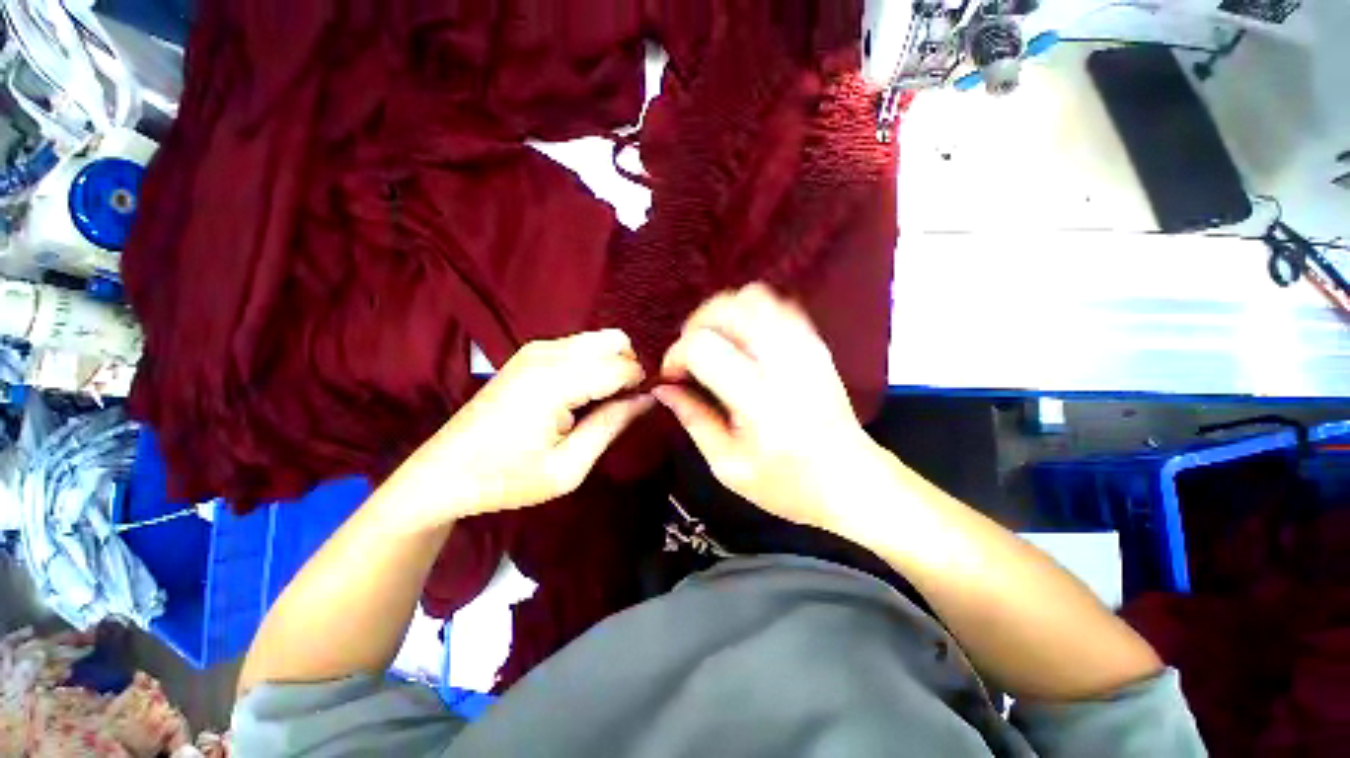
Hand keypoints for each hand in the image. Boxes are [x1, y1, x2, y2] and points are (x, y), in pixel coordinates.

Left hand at [403, 329, 652, 523]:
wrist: (444, 472)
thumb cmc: (508, 478)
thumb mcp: (569, 466)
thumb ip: (613, 425)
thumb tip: (649, 399)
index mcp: (556, 381)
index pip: (622, 366)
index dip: (641, 386)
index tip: (640, 409)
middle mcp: (548, 353)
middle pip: (615, 340)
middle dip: (629, 368)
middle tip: (620, 405)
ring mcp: (536, 348)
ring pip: (600, 339)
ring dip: (612, 365)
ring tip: (600, 403)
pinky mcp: (529, 353)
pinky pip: (581, 346)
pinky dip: (594, 364)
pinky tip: (581, 395)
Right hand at [655, 285, 882, 529]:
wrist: (851, 479)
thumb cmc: (787, 484)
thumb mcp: (727, 465)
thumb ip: (692, 419)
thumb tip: (663, 387)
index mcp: (759, 400)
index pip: (703, 347)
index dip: (676, 356)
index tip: (672, 377)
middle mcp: (784, 362)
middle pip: (727, 308)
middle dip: (695, 326)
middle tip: (689, 356)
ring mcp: (805, 346)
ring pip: (753, 297)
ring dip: (722, 314)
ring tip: (714, 343)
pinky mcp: (816, 343)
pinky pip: (777, 305)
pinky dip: (750, 312)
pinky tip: (742, 340)